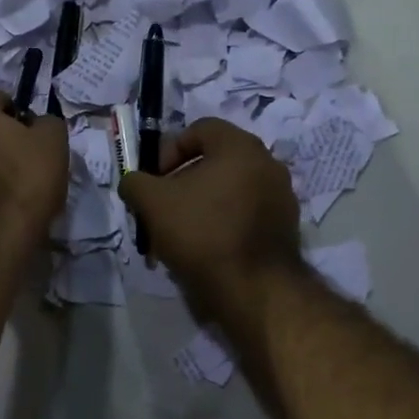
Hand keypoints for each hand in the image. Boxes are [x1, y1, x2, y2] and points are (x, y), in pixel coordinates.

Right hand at [118, 119, 304, 329]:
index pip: (200, 129)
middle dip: (182, 182)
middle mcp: (268, 164)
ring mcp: (281, 197)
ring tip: (179, 235)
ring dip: (200, 205)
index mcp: (241, 146)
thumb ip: (135, 183)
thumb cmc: (202, 232)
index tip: (155, 180)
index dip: (169, 150)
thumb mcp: (152, 203)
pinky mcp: (285, 228)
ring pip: (229, 191)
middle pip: (215, 162)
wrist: (254, 289)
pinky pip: (245, 214)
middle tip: (163, 209)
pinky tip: (204, 250)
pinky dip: (222, 224)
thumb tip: (133, 182)